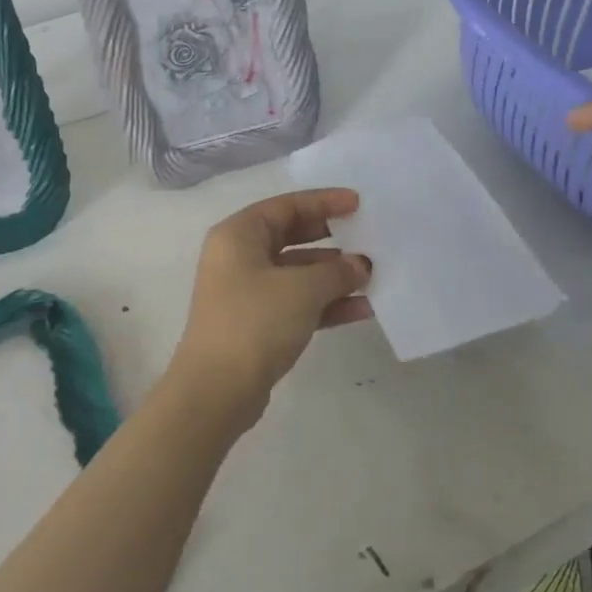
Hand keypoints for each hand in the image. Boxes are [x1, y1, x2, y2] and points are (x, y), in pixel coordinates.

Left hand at [173, 188, 372, 427]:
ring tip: (373, 277)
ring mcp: (246, 292)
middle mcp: (238, 257)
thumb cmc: (255, 322)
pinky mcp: (256, 323)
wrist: (217, 390)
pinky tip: (362, 309)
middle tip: (368, 238)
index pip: (286, 206)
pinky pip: (296, 302)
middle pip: (292, 237)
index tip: (358, 204)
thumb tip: (359, 265)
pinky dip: (325, 304)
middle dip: (332, 239)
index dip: (323, 202)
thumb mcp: (302, 289)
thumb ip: (336, 271)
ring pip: (297, 273)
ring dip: (333, 275)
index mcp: (238, 235)